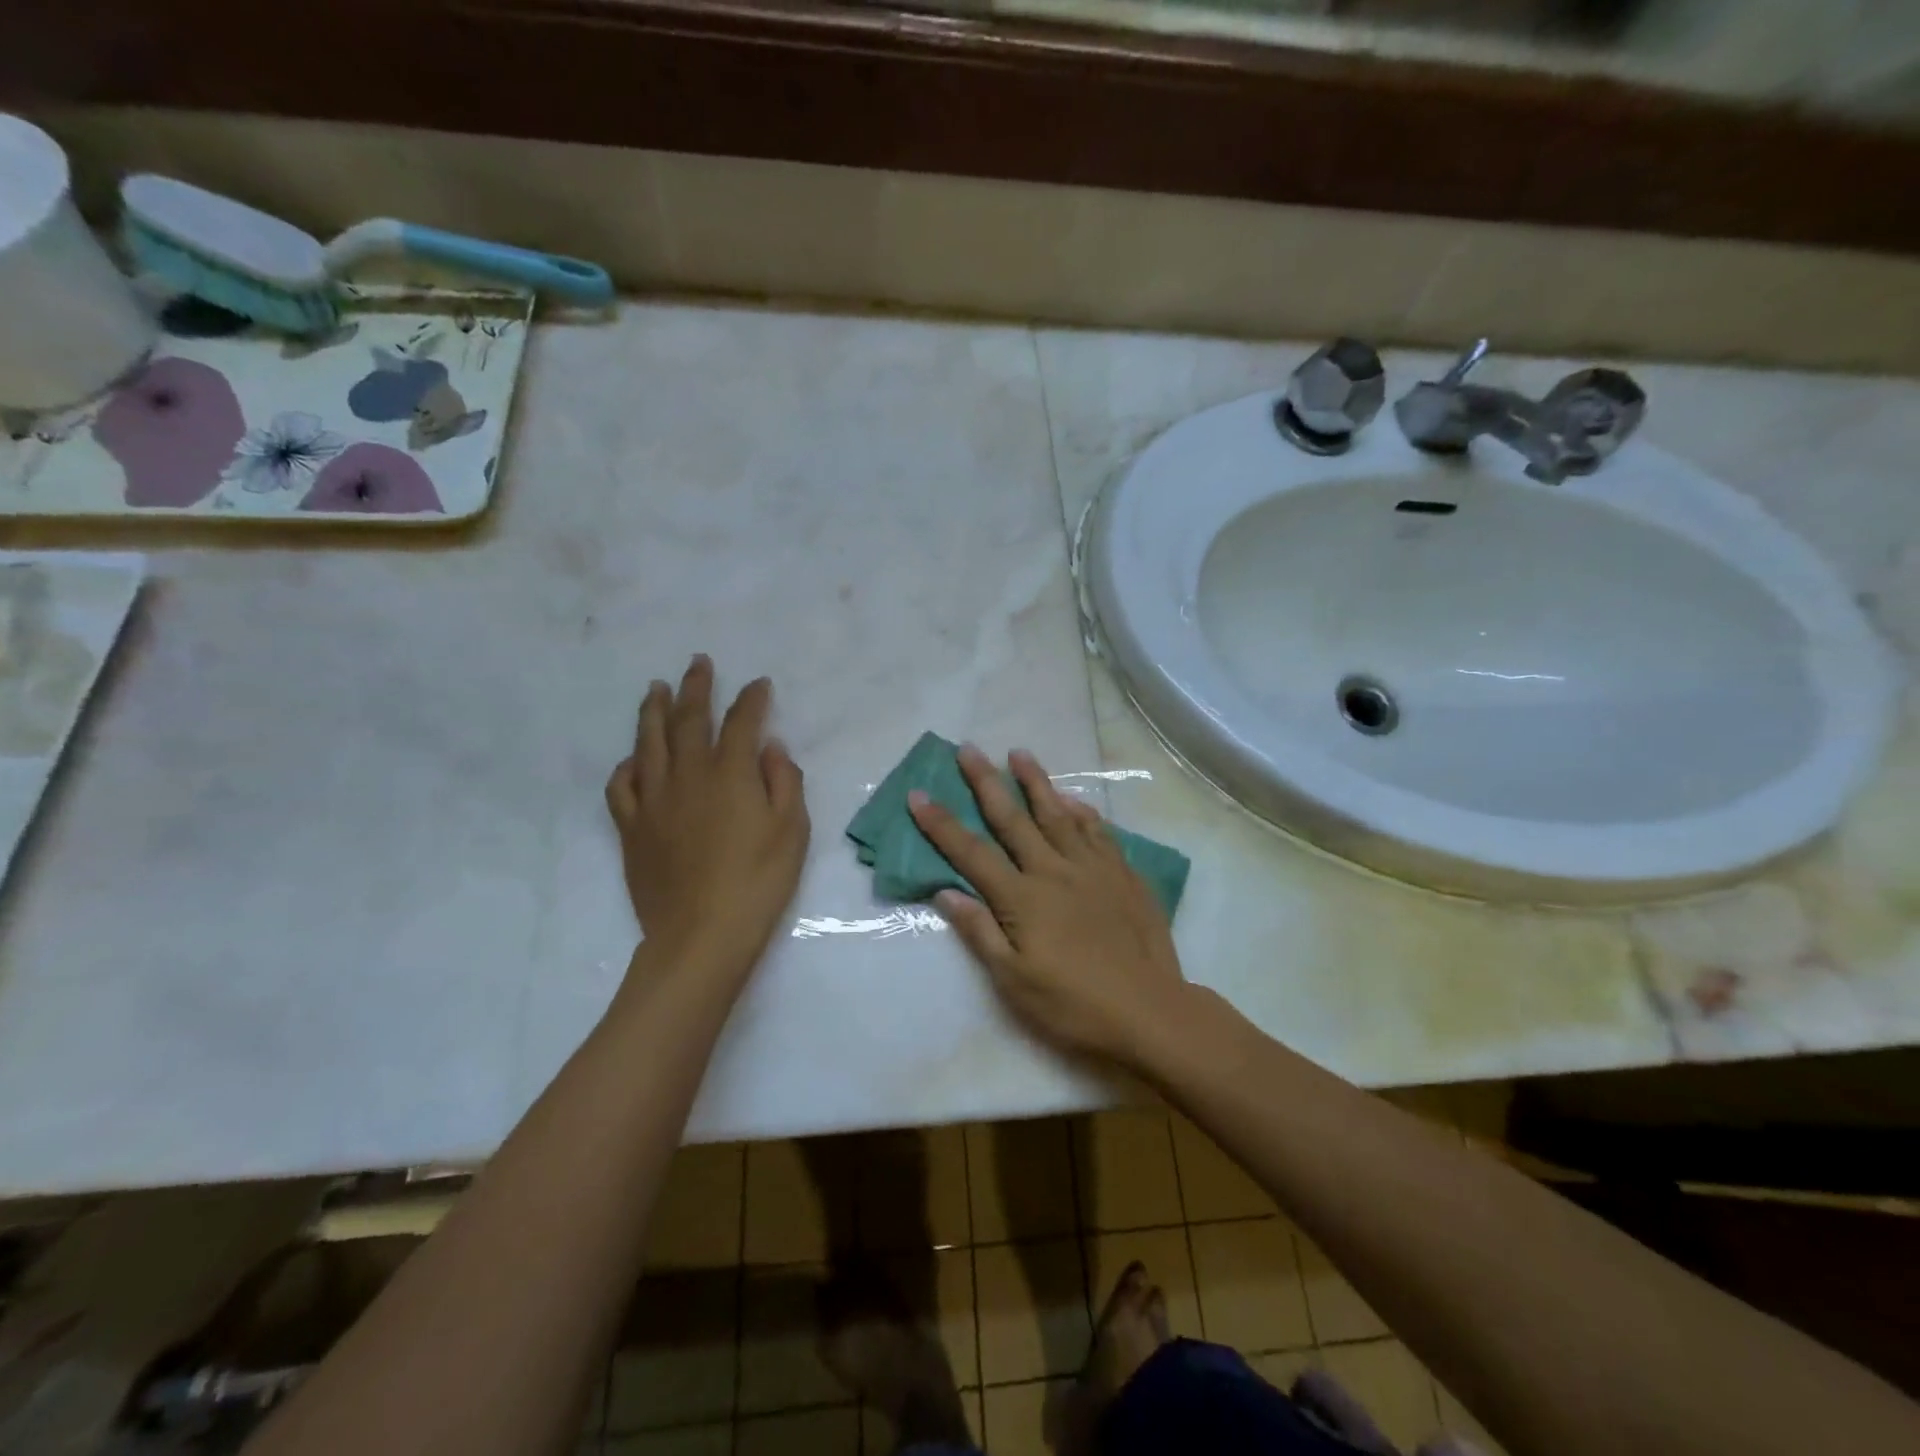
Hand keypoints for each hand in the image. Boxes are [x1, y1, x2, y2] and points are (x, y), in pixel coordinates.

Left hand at [604, 656, 809, 981]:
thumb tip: (770, 747)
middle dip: (697, 687)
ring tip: (656, 689)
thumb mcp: (792, 831)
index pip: (742, 722)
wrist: (702, 934)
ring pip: (649, 742)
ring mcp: (654, 800)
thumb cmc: (758, 882)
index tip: (760, 684)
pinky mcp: (632, 828)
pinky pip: (622, 785)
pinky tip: (634, 758)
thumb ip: (784, 781)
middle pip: (690, 719)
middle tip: (699, 663)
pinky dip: (627, 765)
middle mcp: (688, 775)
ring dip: (654, 710)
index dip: (752, 699)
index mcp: (731, 774)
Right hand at [908, 745, 1187, 1066]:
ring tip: (1019, 753)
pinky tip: (1073, 800)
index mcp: (1021, 899)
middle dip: (986, 782)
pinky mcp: (1122, 874)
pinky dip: (1082, 812)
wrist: (1149, 1010)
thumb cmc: (1074, 1005)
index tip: (919, 794)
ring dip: (1036, 781)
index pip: (971, 853)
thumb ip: (980, 932)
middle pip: (1013, 819)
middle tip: (968, 749)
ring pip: (1058, 814)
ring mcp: (1091, 868)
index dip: (941, 824)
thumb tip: (945, 892)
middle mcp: (1053, 871)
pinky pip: (1098, 832)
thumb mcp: (1014, 982)